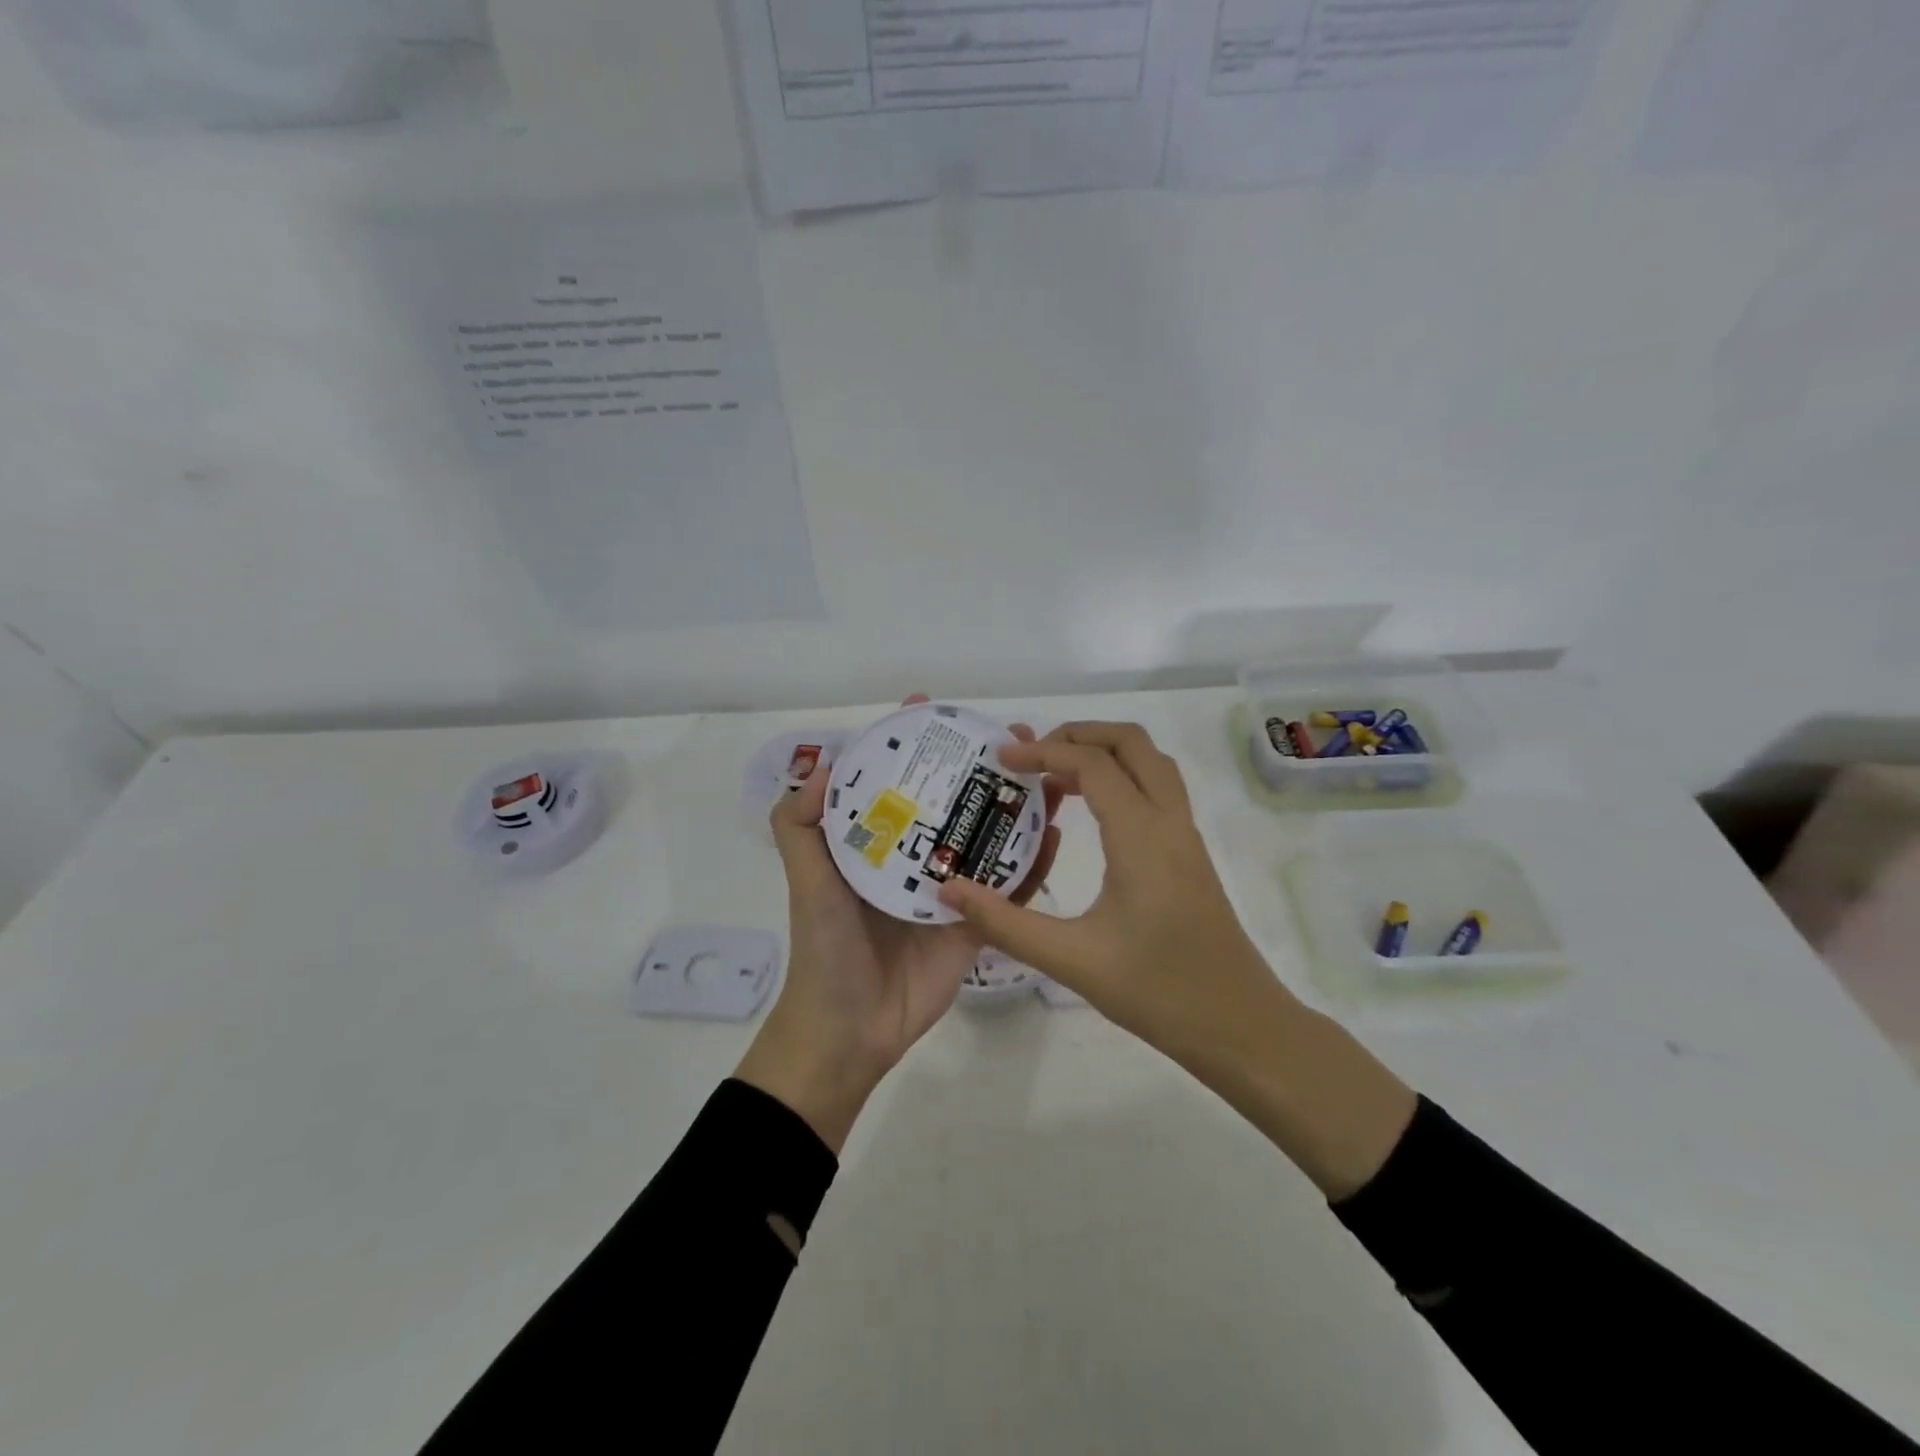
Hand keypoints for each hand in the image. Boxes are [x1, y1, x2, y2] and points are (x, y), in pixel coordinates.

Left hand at [736, 698, 1061, 1152]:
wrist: (852, 1031)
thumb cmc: (826, 950)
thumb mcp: (806, 882)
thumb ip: (799, 828)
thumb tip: (821, 766)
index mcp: (878, 843)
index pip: (897, 780)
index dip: (911, 744)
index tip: (931, 708)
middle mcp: (916, 858)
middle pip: (954, 800)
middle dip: (981, 765)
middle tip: (1015, 735)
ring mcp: (952, 889)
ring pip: (989, 837)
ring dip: (1016, 804)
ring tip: (1048, 772)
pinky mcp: (977, 922)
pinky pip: (1011, 887)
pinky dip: (1034, 861)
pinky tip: (1056, 831)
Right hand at [935, 721, 1280, 1060]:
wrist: (1240, 1025)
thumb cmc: (1158, 990)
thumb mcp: (1072, 959)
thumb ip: (1006, 923)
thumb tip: (949, 891)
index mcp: (1141, 835)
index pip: (1092, 764)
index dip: (1044, 751)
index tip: (1001, 758)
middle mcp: (1169, 821)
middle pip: (1131, 743)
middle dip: (1080, 734)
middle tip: (1033, 754)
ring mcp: (1185, 836)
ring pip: (1151, 762)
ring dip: (1105, 752)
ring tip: (1056, 776)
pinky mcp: (1189, 854)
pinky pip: (1157, 789)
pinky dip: (1122, 777)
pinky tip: (1091, 814)